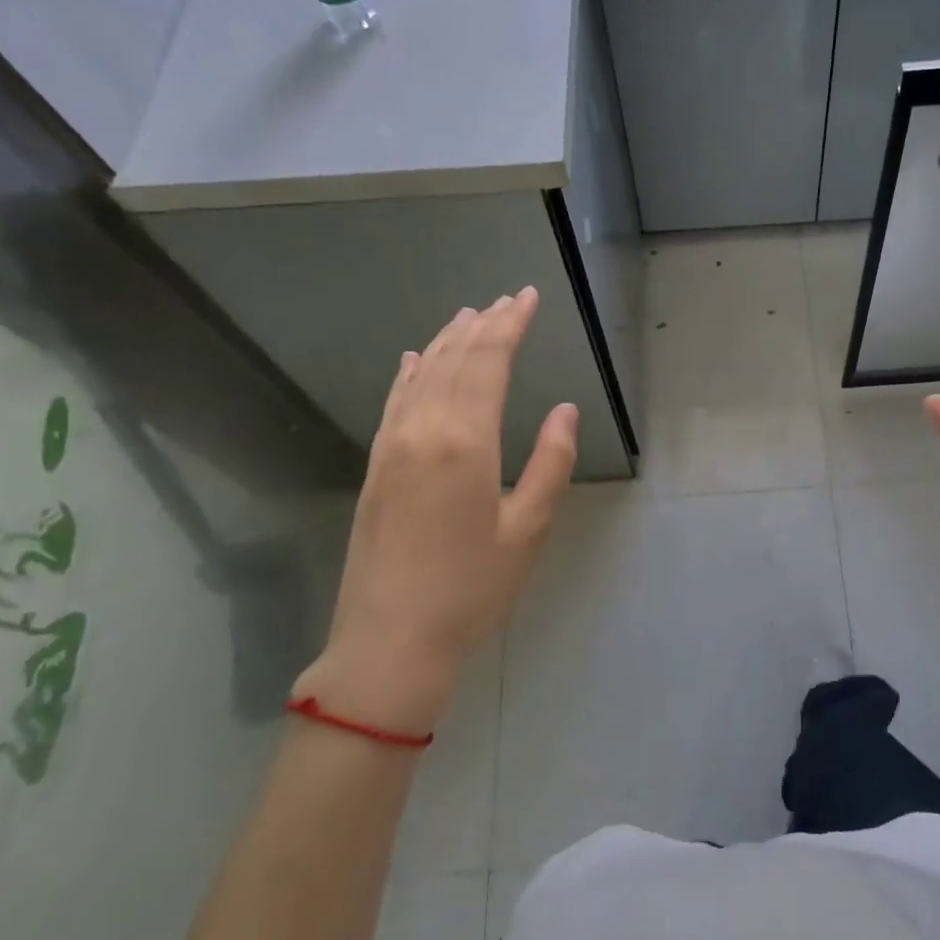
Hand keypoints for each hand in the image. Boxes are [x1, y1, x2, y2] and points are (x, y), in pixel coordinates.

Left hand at [291, 287, 577, 736]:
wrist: (390, 642)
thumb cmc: (471, 590)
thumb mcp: (528, 531)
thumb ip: (550, 463)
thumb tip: (564, 410)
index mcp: (465, 442)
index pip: (488, 363)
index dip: (509, 326)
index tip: (526, 297)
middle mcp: (422, 431)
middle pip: (454, 361)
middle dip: (483, 326)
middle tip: (505, 300)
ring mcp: (390, 448)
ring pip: (420, 376)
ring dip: (446, 342)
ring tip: (468, 316)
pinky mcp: (375, 469)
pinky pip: (393, 404)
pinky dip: (409, 374)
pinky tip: (414, 360)